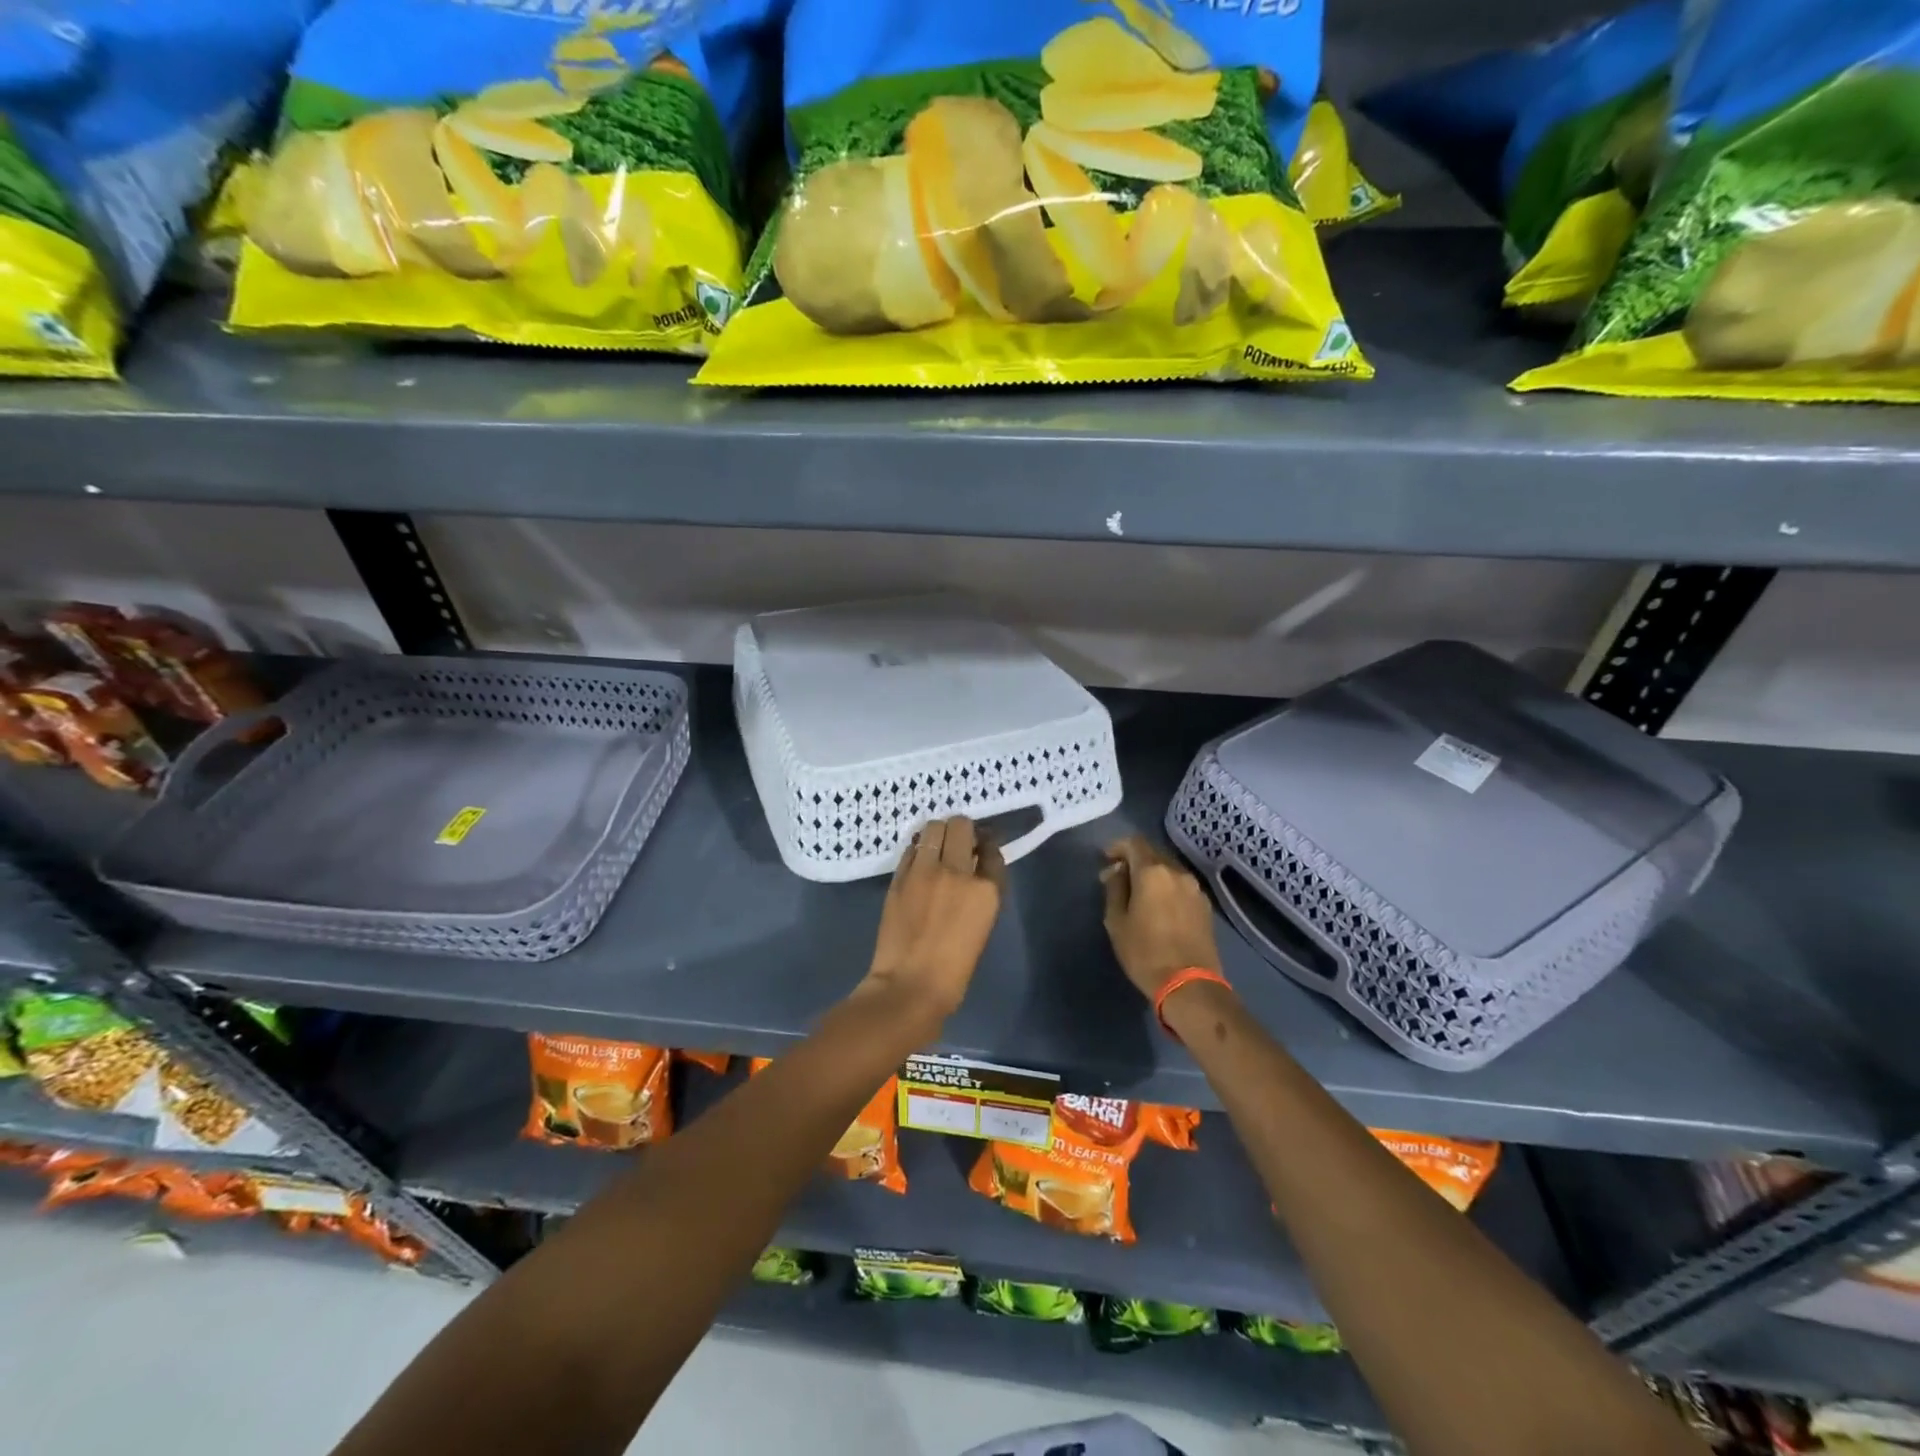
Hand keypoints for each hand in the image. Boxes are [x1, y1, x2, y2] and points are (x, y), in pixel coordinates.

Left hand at [859, 816, 1004, 1022]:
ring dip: (939, 833)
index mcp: (986, 890)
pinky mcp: (900, 877)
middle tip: (959, 842)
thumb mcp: (981, 926)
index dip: (986, 846)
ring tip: (937, 847)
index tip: (981, 849)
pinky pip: (911, 847)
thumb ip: (980, 893)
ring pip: (934, 827)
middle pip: (962, 826)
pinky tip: (919, 860)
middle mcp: (958, 872)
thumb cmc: (954, 969)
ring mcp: (925, 871)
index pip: (992, 850)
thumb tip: (973, 871)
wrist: (910, 985)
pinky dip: (918, 848)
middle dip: (963, 830)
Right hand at [1101, 836, 1222, 1001]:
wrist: (1190, 984)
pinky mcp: (1205, 906)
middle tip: (1119, 877)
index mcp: (1153, 872)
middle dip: (1135, 860)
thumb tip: (1116, 871)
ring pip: (1169, 869)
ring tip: (1139, 894)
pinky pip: (1181, 886)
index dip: (1118, 847)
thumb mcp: (1117, 921)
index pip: (1134, 842)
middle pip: (1153, 853)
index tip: (1106, 860)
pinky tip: (1159, 907)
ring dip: (1152, 874)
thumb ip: (1115, 889)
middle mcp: (1177, 872)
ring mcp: (1195, 888)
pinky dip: (1167, 887)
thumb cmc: (1145, 952)